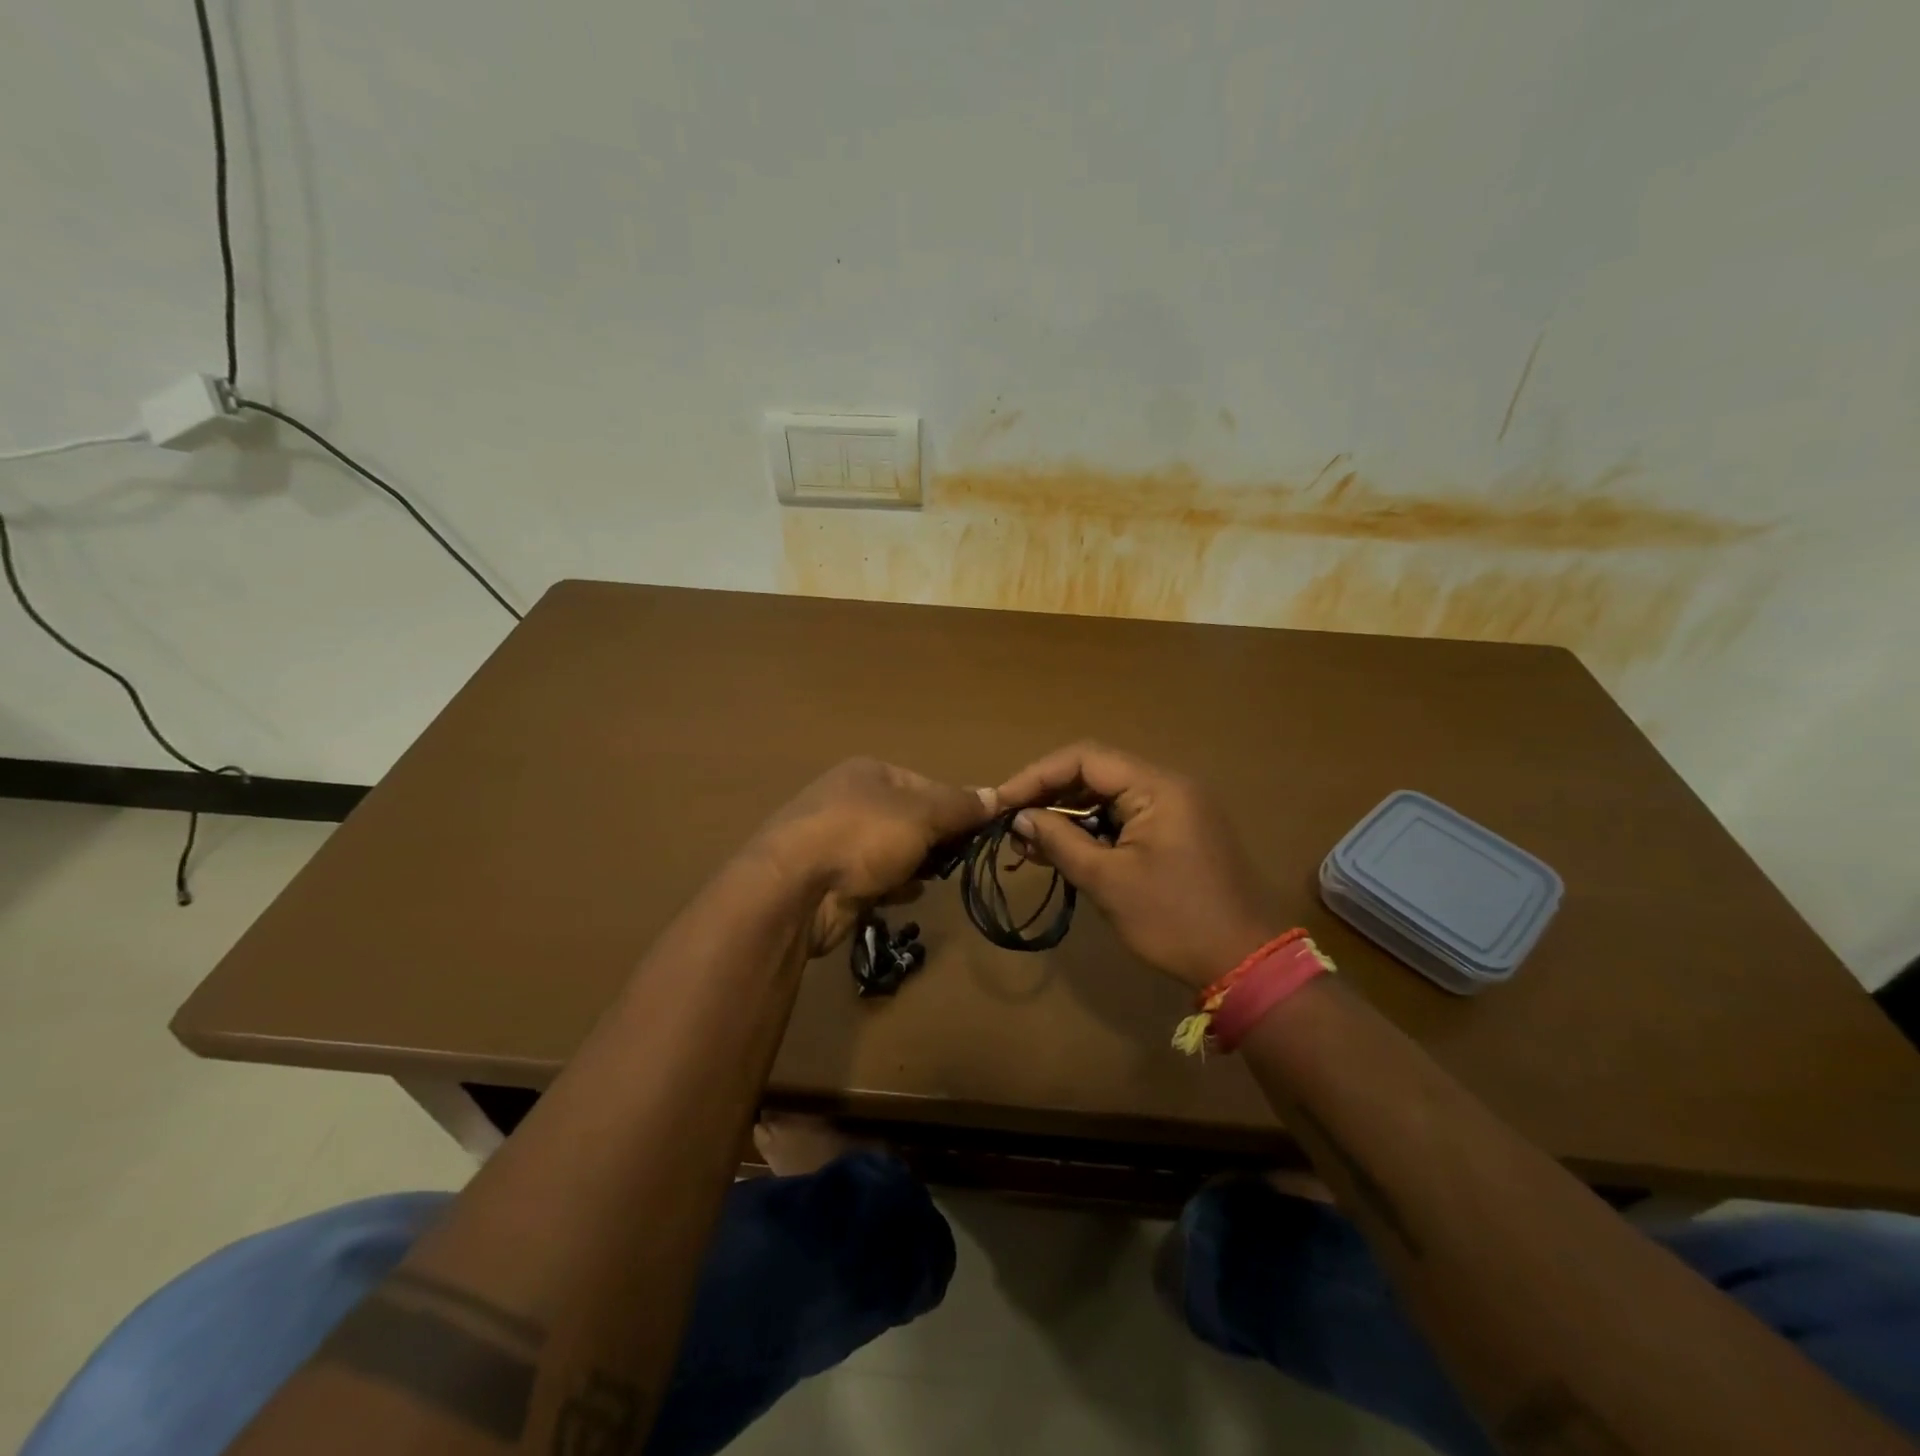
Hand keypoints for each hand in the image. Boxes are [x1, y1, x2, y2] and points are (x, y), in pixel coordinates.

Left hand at [756, 758, 992, 955]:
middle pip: (911, 818)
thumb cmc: (862, 837)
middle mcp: (851, 800)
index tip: (981, 832)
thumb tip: (996, 796)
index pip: (927, 785)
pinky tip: (906, 894)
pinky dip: (893, 886)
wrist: (793, 890)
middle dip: (936, 840)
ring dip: (916, 865)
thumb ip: (960, 806)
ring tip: (935, 878)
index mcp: (869, 773)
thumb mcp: (922, 814)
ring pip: (893, 851)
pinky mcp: (831, 879)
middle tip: (960, 859)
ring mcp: (837, 841)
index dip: (956, 807)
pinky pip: (875, 879)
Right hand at [994, 742, 1284, 987]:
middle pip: (1096, 774)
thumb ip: (1060, 841)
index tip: (1002, 801)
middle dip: (1050, 797)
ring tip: (1029, 844)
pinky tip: (1062, 852)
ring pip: (1107, 799)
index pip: (1085, 759)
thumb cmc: (1174, 920)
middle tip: (1012, 824)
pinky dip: (1091, 832)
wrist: (1243, 963)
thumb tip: (1020, 818)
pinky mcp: (1175, 834)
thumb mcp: (1108, 880)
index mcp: (1158, 787)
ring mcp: (1175, 810)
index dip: (1038, 776)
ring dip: (1067, 817)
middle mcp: (1168, 787)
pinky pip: (1124, 820)